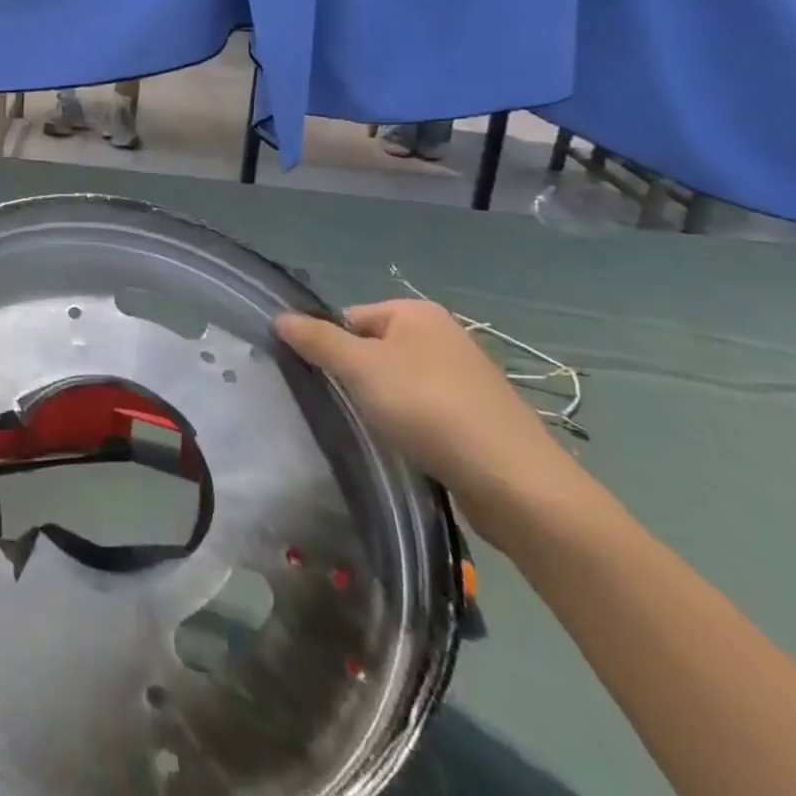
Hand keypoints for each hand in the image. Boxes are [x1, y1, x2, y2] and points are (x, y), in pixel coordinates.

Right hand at [276, 300, 584, 544]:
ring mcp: (465, 378)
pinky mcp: (477, 419)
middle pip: (373, 349)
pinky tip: (406, 449)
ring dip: (381, 405)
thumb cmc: (429, 408)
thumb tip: (280, 316)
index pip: (350, 318)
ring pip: (398, 384)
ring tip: (375, 432)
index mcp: (417, 312)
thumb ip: (317, 340)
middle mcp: (443, 336)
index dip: (331, 346)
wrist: (516, 483)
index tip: (325, 381)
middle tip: (345, 408)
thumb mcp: (360, 367)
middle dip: (355, 377)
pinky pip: (424, 412)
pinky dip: (410, 427)